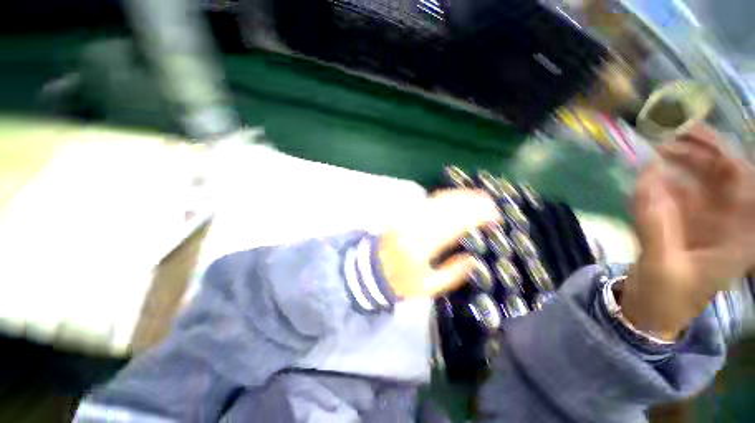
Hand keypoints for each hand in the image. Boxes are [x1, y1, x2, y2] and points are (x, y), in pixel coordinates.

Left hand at [378, 190, 500, 297]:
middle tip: (491, 203)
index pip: (454, 226)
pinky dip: (446, 196)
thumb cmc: (401, 281)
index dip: (476, 218)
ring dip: (461, 196)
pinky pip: (428, 200)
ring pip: (438, 200)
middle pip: (447, 208)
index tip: (494, 216)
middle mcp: (415, 226)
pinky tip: (457, 197)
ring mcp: (408, 217)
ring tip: (479, 197)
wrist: (372, 269)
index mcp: (422, 247)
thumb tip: (475, 259)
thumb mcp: (428, 287)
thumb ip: (452, 273)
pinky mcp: (405, 213)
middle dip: (472, 203)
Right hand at [622, 124, 754, 339]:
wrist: (653, 312)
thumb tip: (647, 173)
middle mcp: (728, 222)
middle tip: (670, 138)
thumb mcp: (664, 262)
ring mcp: (706, 221)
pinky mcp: (684, 223)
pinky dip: (665, 183)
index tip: (692, 136)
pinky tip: (650, 176)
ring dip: (682, 165)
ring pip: (702, 183)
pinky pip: (679, 195)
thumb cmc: (668, 297)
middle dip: (701, 154)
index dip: (724, 155)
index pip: (743, 183)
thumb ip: (656, 219)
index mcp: (737, 235)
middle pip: (724, 177)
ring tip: (657, 153)